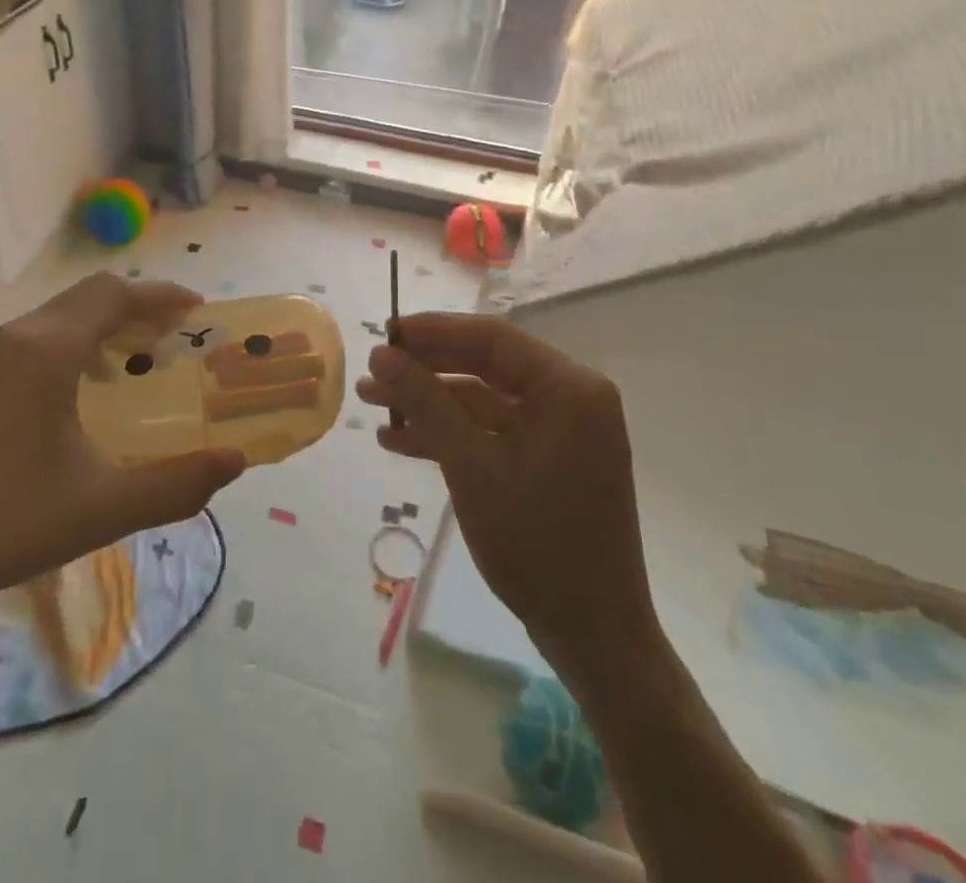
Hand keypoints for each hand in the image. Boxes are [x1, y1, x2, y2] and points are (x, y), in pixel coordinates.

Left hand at [0, 275, 245, 609]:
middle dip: (140, 305)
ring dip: (108, 321)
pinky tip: (92, 387)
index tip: (199, 309)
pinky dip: (81, 339)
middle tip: (179, 331)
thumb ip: (176, 485)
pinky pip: (43, 334)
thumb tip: (235, 462)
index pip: (116, 296)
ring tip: (143, 355)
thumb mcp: (104, 507)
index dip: (162, 296)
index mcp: (51, 351)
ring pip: (65, 312)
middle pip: (92, 295)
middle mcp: (22, 337)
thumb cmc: (8, 520)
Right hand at [359, 314, 657, 658]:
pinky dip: (450, 434)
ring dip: (429, 404)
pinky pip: (493, 431)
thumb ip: (425, 401)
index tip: (385, 332)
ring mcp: (561, 430)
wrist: (593, 635)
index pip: (491, 337)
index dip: (433, 331)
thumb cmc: (536, 543)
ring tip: (371, 405)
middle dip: (425, 370)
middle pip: (484, 365)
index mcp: (568, 387)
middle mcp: (570, 397)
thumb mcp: (470, 465)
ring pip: (482, 399)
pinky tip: (400, 440)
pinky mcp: (548, 459)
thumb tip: (381, 353)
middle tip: (372, 370)